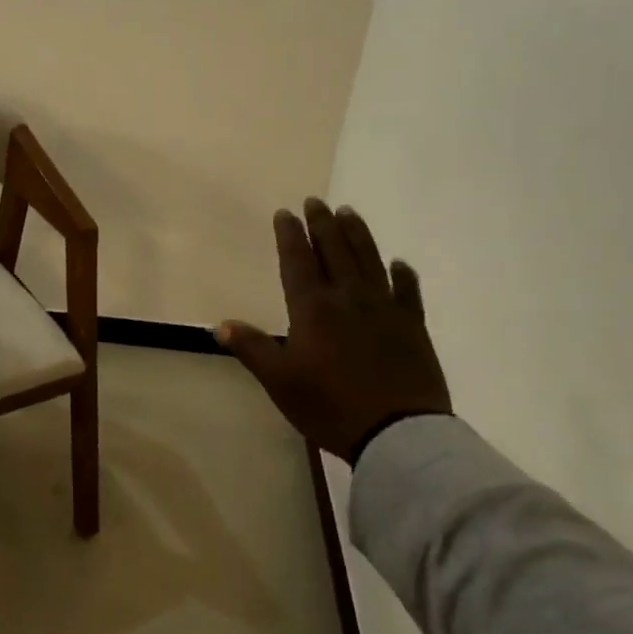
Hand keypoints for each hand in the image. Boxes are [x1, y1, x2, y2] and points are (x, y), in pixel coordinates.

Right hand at [217, 199, 451, 462]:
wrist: (397, 432)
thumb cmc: (330, 406)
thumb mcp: (280, 382)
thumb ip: (253, 349)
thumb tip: (220, 325)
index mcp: (313, 309)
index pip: (298, 261)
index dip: (290, 235)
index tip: (286, 213)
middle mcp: (348, 297)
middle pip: (334, 250)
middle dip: (323, 224)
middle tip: (317, 201)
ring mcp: (384, 308)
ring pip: (369, 260)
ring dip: (357, 234)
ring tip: (349, 213)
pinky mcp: (412, 325)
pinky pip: (408, 291)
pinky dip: (403, 274)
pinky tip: (399, 263)